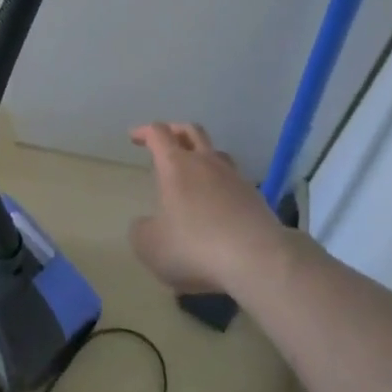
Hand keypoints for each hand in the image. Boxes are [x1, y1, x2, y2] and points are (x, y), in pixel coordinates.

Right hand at [129, 122, 284, 293]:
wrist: (257, 260)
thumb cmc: (195, 247)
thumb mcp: (150, 246)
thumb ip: (141, 230)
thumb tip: (145, 224)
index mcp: (176, 165)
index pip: (159, 133)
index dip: (145, 132)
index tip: (134, 137)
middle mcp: (206, 163)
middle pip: (191, 131)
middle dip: (175, 131)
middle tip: (165, 141)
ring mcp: (235, 178)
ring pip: (217, 153)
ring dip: (202, 155)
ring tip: (194, 170)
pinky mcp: (256, 198)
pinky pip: (234, 180)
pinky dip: (222, 184)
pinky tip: (218, 204)